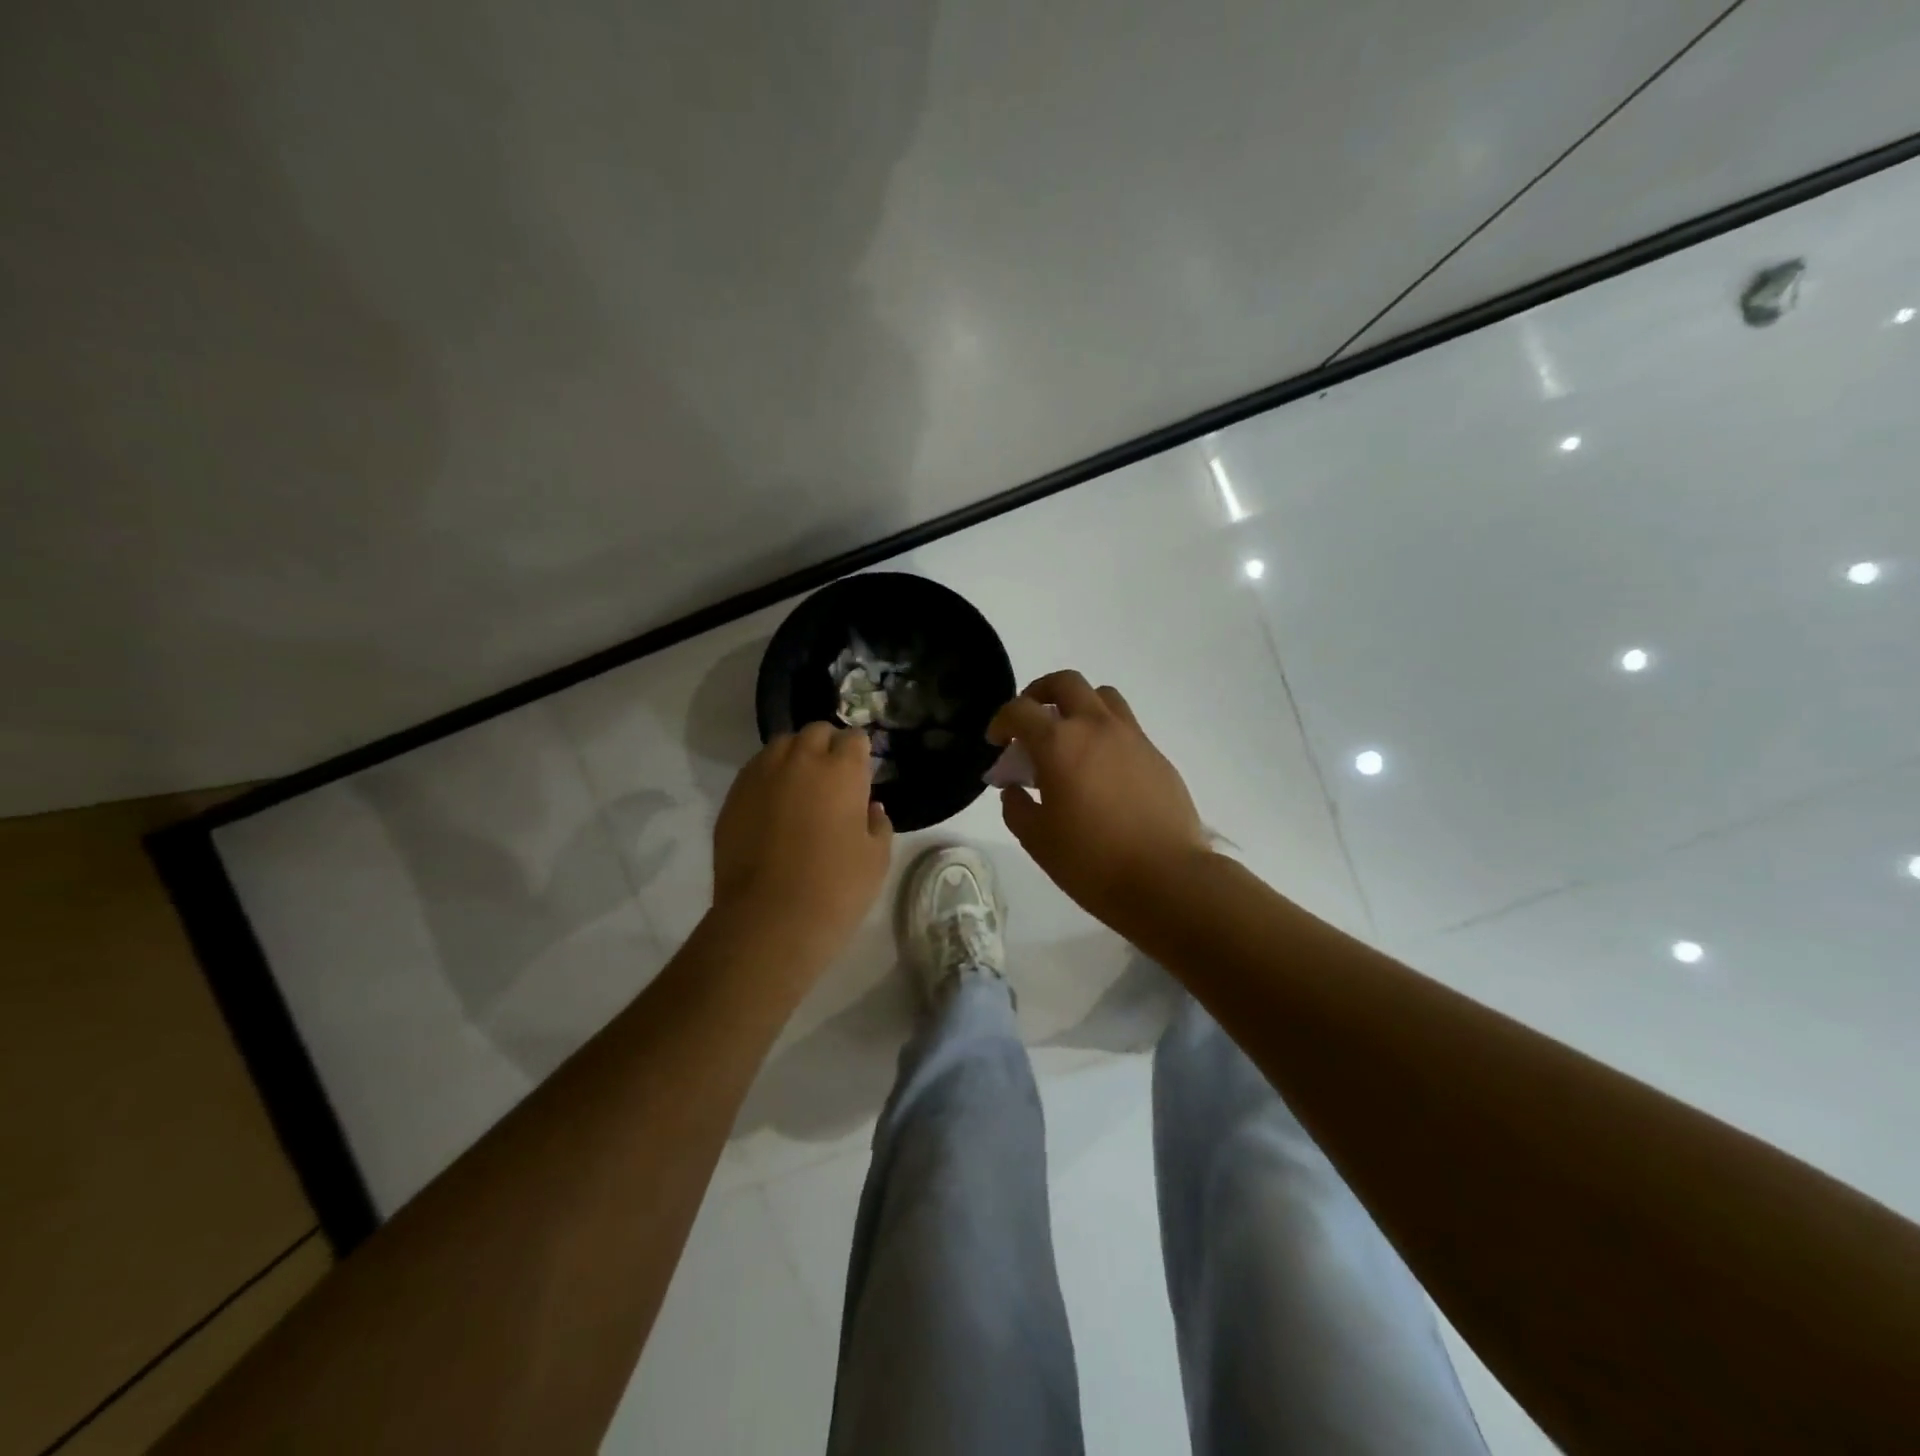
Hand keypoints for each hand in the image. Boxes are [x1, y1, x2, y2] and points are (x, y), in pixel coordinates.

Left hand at [711, 722, 892, 961]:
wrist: (769, 919)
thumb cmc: (836, 888)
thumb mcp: (877, 858)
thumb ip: (878, 823)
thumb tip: (869, 807)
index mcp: (841, 771)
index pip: (854, 738)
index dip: (860, 754)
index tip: (862, 774)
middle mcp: (800, 761)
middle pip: (815, 732)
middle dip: (827, 746)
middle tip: (833, 777)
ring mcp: (760, 776)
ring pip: (780, 746)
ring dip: (795, 757)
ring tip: (800, 787)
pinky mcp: (733, 797)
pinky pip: (755, 771)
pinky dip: (768, 778)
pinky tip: (774, 806)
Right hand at [989, 671, 1210, 926]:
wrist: (1167, 879)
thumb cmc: (1092, 862)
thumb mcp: (1037, 840)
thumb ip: (1017, 807)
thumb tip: (1015, 790)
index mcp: (1059, 743)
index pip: (1020, 710)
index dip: (1001, 721)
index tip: (997, 742)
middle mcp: (1096, 727)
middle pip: (1065, 683)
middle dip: (1040, 693)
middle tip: (1031, 721)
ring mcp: (1132, 737)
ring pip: (1102, 696)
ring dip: (1078, 706)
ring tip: (1070, 738)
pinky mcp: (1157, 755)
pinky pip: (1126, 727)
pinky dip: (1106, 733)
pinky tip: (1102, 771)